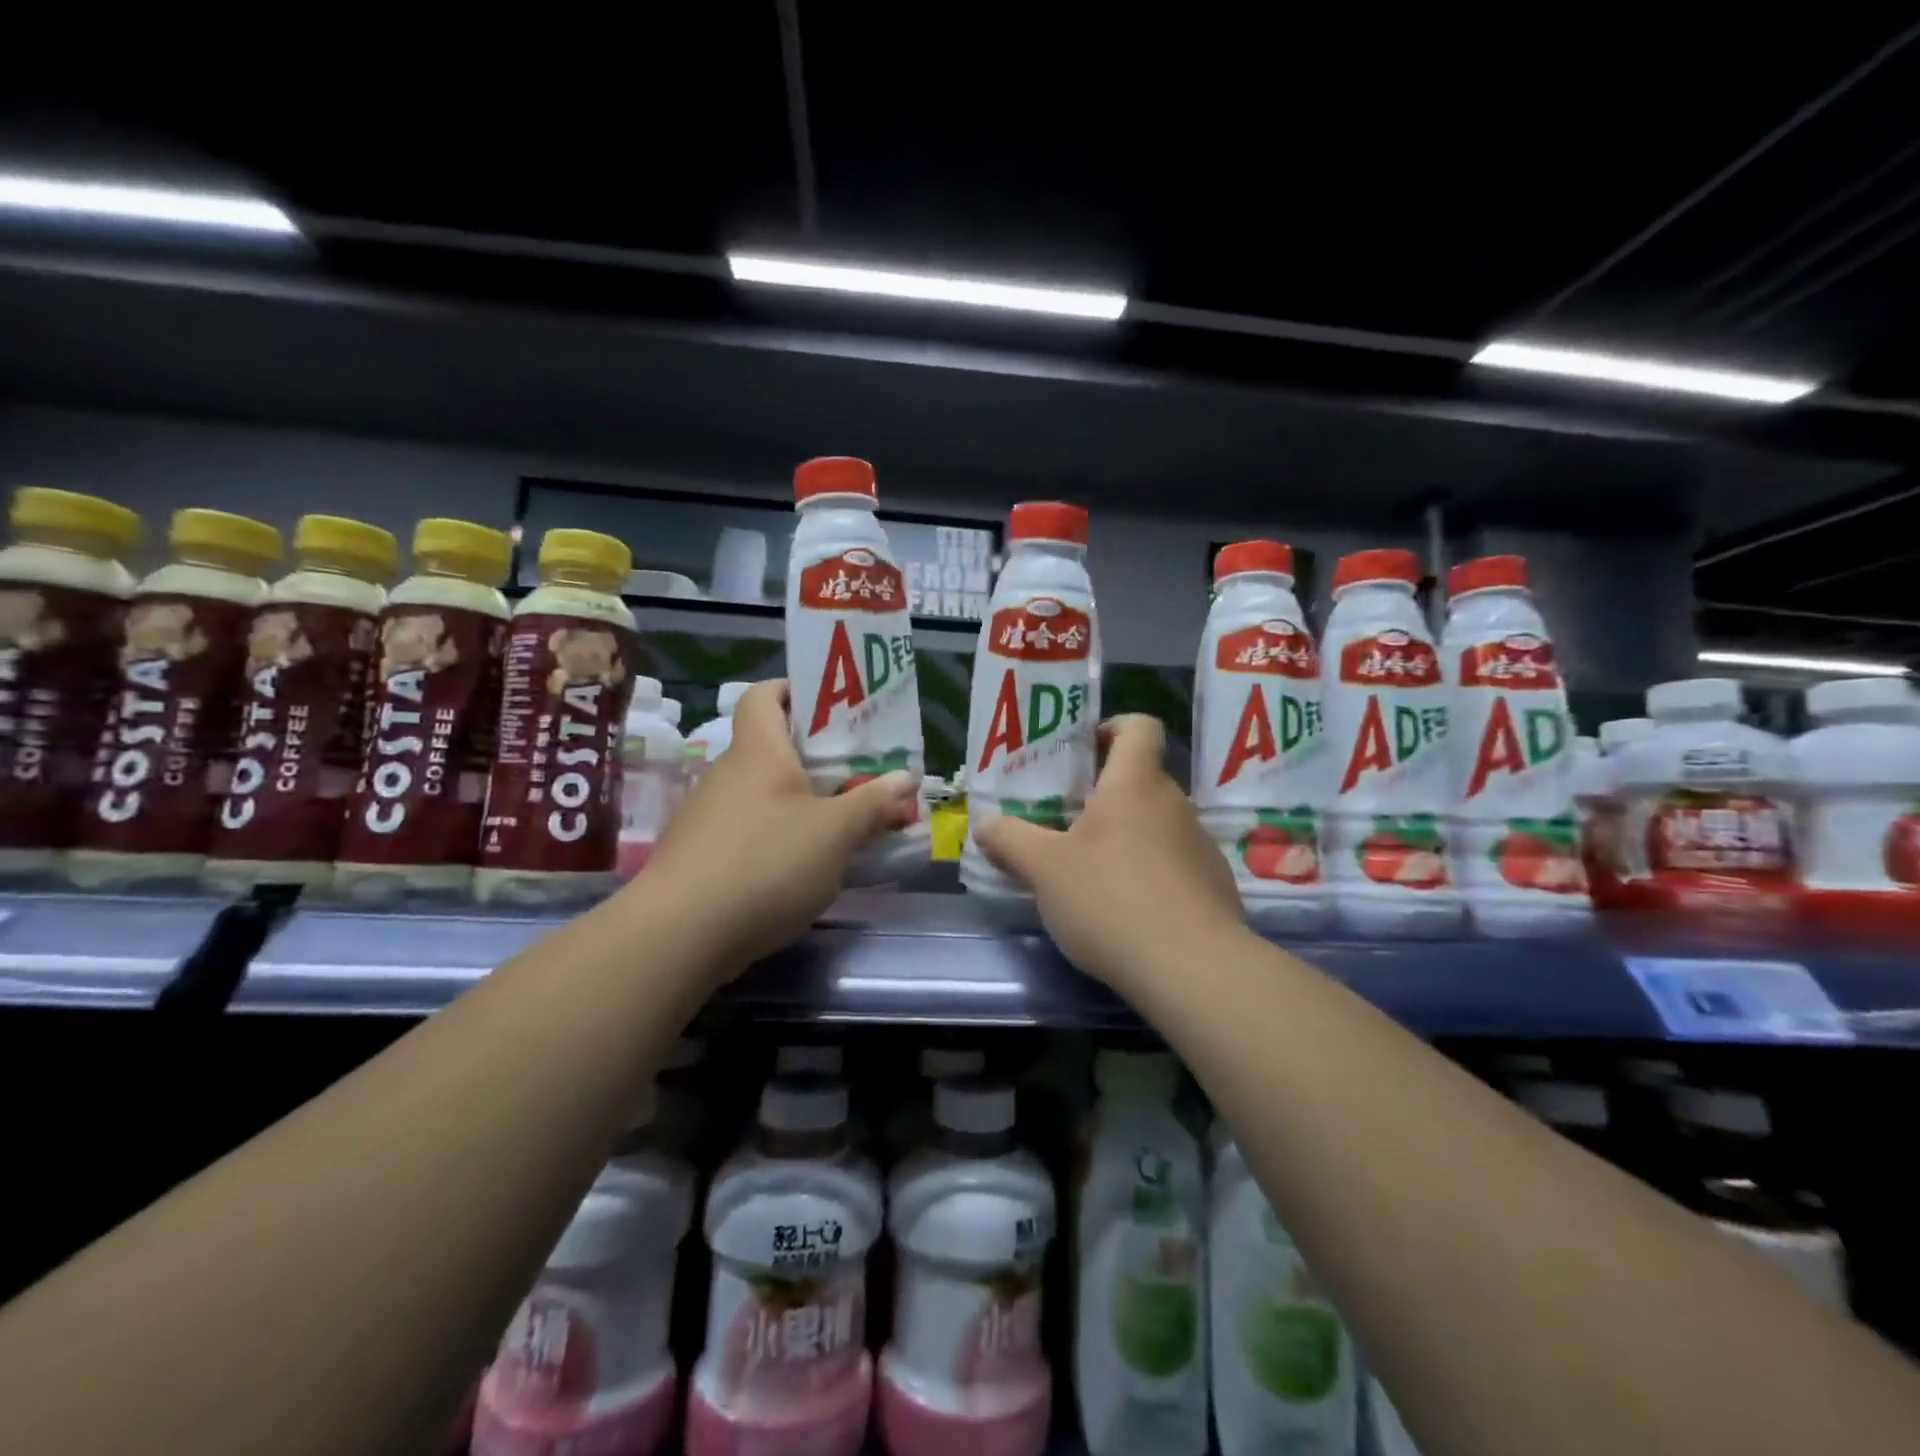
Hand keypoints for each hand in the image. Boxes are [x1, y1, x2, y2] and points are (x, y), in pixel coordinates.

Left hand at [639, 680, 917, 969]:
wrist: (681, 934)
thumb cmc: (766, 863)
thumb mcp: (836, 833)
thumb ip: (874, 803)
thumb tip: (907, 778)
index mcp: (758, 751)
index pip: (764, 695)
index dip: (795, 689)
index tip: (832, 705)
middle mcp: (727, 774)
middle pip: (772, 748)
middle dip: (817, 757)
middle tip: (859, 771)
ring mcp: (708, 816)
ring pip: (763, 794)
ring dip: (801, 802)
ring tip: (842, 823)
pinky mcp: (701, 855)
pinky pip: (749, 830)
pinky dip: (779, 836)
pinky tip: (804, 866)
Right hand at [977, 715, 1246, 989]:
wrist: (1193, 968)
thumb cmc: (1110, 899)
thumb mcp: (1044, 869)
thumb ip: (1010, 840)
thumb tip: (985, 825)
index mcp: (1134, 784)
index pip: (1139, 727)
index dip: (1113, 727)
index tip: (1084, 751)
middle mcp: (1174, 804)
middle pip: (1142, 780)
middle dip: (1104, 795)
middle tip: (1066, 823)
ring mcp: (1200, 846)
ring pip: (1157, 824)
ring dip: (1126, 837)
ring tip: (1091, 873)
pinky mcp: (1215, 886)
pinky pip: (1175, 863)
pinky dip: (1150, 874)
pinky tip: (1127, 911)